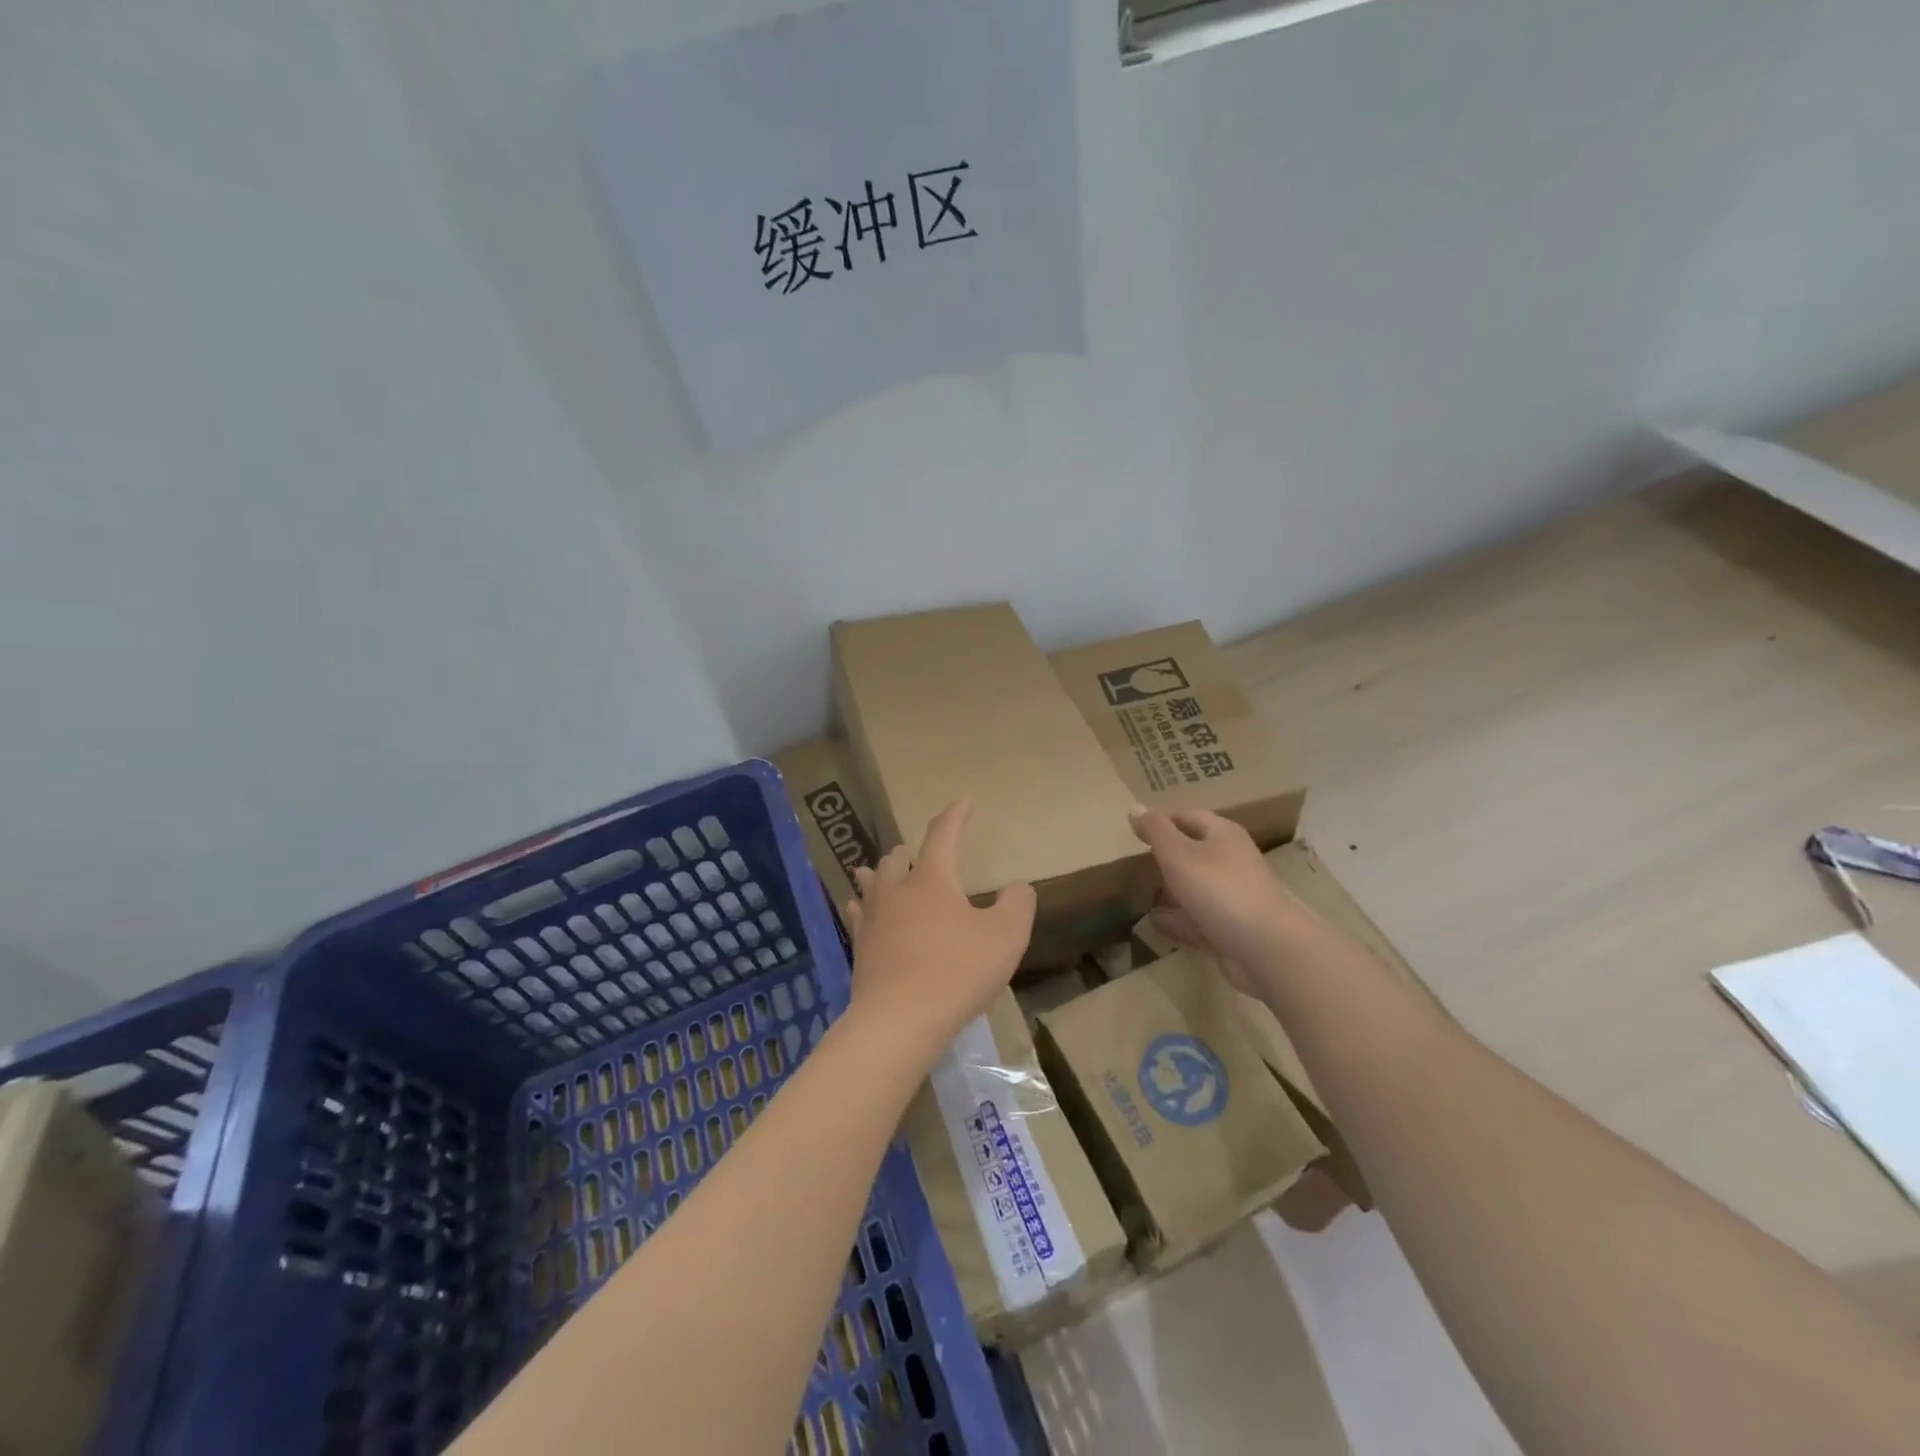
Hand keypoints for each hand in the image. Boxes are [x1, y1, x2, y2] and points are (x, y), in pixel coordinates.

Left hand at [844, 801, 1036, 1052]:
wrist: (899, 1021)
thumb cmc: (956, 972)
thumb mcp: (1005, 936)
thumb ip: (1017, 904)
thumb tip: (1017, 887)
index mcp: (932, 879)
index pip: (943, 835)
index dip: (955, 816)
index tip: (963, 802)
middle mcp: (897, 890)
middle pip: (897, 859)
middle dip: (909, 850)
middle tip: (915, 850)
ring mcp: (873, 920)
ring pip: (872, 883)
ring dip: (880, 873)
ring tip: (878, 869)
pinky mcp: (860, 949)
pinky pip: (858, 916)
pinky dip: (861, 906)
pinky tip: (857, 909)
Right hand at [1129, 807, 1304, 985]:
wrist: (1265, 949)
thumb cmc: (1219, 890)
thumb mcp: (1179, 854)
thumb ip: (1155, 830)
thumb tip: (1136, 807)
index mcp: (1222, 834)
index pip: (1185, 815)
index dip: (1158, 819)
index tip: (1130, 829)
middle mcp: (1230, 860)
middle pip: (1191, 850)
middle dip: (1162, 856)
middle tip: (1128, 861)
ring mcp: (1231, 895)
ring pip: (1193, 886)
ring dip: (1168, 889)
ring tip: (1137, 892)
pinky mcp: (1229, 926)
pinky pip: (1196, 917)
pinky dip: (1177, 919)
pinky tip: (1155, 923)